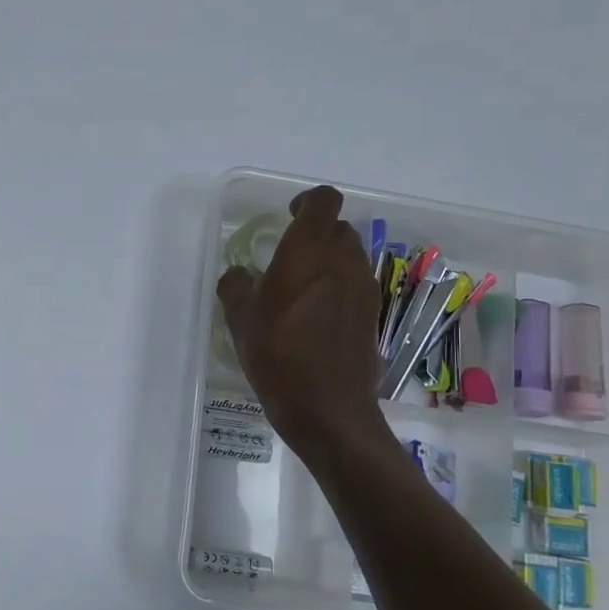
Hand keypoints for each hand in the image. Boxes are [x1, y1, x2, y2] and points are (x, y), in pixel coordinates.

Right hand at [217, 186, 393, 460]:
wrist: (328, 409)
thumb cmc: (278, 356)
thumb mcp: (240, 320)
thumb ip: (235, 286)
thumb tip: (239, 275)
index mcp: (309, 252)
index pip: (323, 201)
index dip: (307, 201)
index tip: (289, 215)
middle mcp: (344, 261)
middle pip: (338, 228)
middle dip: (315, 235)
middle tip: (289, 259)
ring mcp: (364, 288)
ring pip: (350, 256)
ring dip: (328, 262)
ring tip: (301, 291)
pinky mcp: (372, 314)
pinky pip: (356, 284)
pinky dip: (339, 288)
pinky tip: (316, 318)